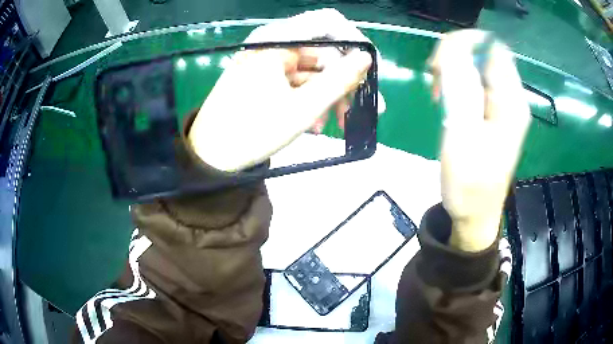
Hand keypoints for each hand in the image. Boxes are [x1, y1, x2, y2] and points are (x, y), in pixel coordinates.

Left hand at [188, 9, 378, 171]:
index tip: (368, 68)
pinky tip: (314, 124)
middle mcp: (273, 43)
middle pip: (323, 51)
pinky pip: (298, 81)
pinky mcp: (265, 76)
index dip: (354, 41)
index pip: (328, 22)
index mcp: (277, 40)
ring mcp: (268, 60)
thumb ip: (340, 80)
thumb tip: (366, 58)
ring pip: (313, 69)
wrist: (211, 156)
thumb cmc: (252, 132)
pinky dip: (310, 100)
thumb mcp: (304, 108)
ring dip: (328, 96)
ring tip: (333, 125)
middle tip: (358, 110)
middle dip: (343, 81)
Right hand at [430, 30, 530, 251]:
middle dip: (457, 55)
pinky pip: (476, 83)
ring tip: (438, 91)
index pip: (493, 48)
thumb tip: (454, 49)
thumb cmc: (468, 185)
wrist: (475, 215)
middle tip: (435, 78)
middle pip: (486, 54)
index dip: (465, 43)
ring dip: (455, 69)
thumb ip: (459, 89)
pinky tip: (446, 99)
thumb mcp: (461, 135)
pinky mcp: (494, 114)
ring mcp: (504, 107)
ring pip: (479, 67)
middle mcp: (512, 99)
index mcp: (510, 102)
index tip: (439, 61)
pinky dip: (458, 82)